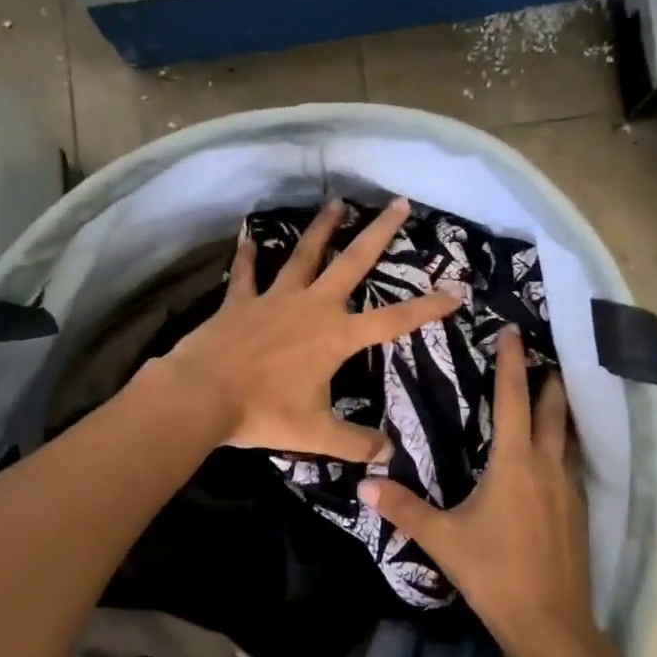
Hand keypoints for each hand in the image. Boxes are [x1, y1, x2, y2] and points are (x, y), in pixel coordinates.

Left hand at [157, 198, 462, 461]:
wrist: (202, 395)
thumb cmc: (263, 413)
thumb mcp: (317, 435)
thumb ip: (355, 443)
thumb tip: (388, 454)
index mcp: (336, 336)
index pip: (393, 320)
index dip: (427, 307)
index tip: (455, 291)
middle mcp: (311, 306)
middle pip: (352, 262)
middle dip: (379, 232)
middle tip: (399, 203)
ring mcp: (274, 299)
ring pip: (303, 255)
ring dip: (322, 229)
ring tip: (336, 202)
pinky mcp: (240, 301)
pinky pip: (246, 273)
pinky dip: (246, 255)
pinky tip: (247, 235)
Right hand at [360, 327, 594, 656]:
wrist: (551, 624)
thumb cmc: (494, 573)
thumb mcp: (443, 539)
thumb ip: (404, 508)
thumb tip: (365, 483)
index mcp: (516, 463)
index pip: (514, 399)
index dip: (511, 363)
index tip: (513, 331)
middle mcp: (548, 466)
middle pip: (553, 410)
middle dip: (548, 379)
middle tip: (541, 355)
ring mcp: (569, 490)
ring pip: (566, 437)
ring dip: (558, 412)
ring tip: (547, 397)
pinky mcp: (578, 512)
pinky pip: (570, 464)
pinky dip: (560, 446)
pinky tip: (548, 458)